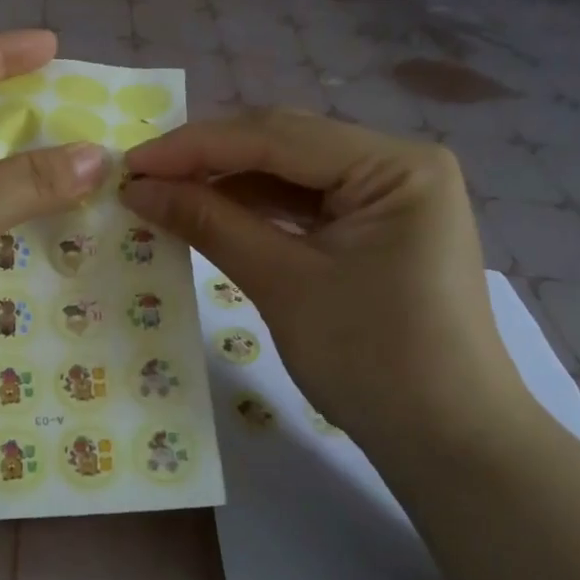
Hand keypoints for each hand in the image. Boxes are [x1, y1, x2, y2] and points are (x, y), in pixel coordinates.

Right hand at [122, 109, 529, 451]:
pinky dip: (257, 211)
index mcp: (395, 164)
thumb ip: (210, 224)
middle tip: (141, 178)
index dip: (195, 146)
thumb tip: (139, 190)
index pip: (277, 136)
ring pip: (292, 174)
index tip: (131, 164)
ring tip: (165, 195)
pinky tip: (211, 215)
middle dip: (210, 160)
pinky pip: (306, 205)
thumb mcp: (283, 284)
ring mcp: (391, 196)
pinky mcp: (378, 228)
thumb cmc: (373, 360)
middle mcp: (399, 164)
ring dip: (228, 184)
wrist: (448, 442)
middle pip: (286, 146)